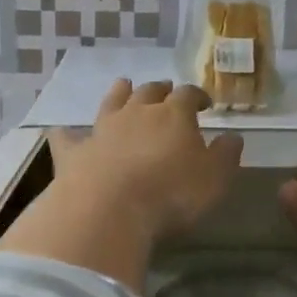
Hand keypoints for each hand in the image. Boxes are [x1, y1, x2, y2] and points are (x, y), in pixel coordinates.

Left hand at [47, 79, 244, 244]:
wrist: (110, 209)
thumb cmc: (172, 194)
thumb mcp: (214, 178)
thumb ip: (225, 155)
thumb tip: (233, 136)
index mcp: (173, 115)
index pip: (188, 95)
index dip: (198, 96)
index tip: (205, 104)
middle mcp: (136, 112)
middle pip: (149, 91)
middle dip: (160, 90)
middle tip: (166, 91)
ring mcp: (101, 129)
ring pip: (111, 102)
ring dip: (119, 93)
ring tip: (124, 86)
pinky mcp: (74, 152)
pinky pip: (67, 137)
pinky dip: (67, 134)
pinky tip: (63, 133)